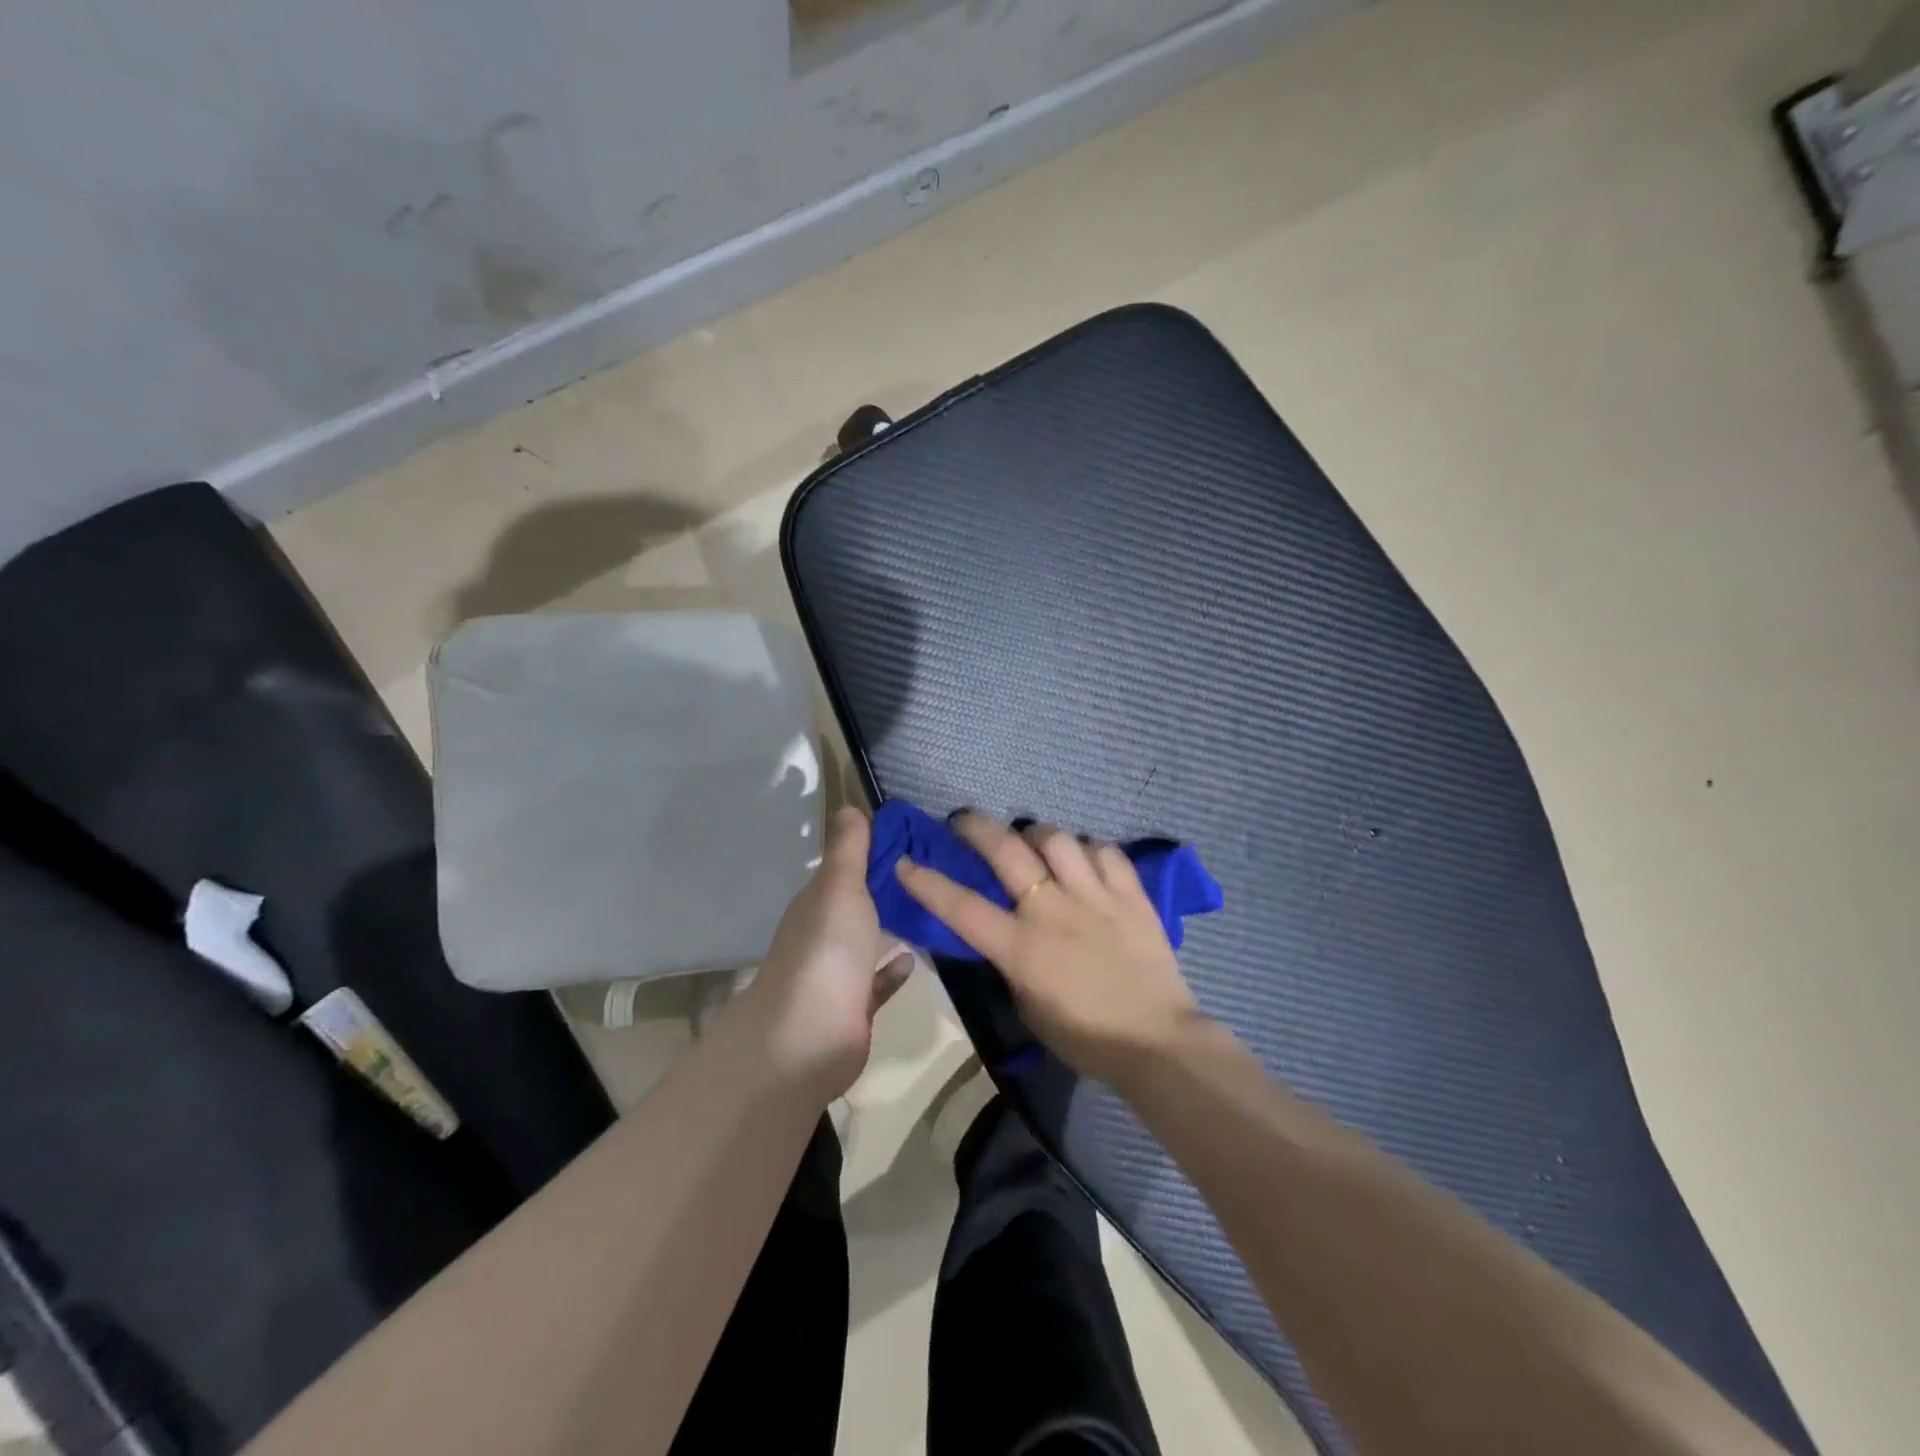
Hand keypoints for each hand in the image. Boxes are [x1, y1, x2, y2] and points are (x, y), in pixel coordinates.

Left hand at [739, 807, 913, 1102]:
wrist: (810, 1036)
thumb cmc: (827, 950)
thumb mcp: (840, 887)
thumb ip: (848, 850)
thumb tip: (847, 806)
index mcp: (817, 903)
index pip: (845, 868)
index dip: (873, 850)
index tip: (913, 836)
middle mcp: (824, 935)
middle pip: (857, 904)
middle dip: (886, 889)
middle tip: (935, 870)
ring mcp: (837, 974)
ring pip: (868, 943)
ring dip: (892, 928)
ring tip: (933, 910)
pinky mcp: (854, 1009)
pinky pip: (877, 982)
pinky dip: (893, 970)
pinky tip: (917, 958)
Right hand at [895, 813, 1202, 1084]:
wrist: (1156, 1042)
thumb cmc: (1085, 1037)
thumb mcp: (1028, 1007)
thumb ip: (1011, 963)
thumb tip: (1005, 931)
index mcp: (1022, 948)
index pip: (962, 907)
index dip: (928, 883)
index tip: (906, 861)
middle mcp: (1053, 911)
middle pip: (1007, 850)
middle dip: (976, 827)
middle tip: (964, 821)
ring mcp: (1095, 897)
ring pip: (1057, 839)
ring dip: (1036, 834)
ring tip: (1033, 841)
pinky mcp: (1131, 894)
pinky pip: (1105, 851)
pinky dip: (1088, 850)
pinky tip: (1084, 859)